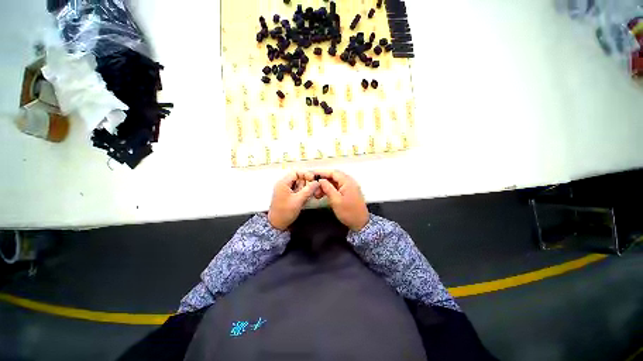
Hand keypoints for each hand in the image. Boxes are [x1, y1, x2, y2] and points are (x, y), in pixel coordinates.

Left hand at [268, 171, 319, 229]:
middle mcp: (283, 184)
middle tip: (308, 193)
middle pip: (298, 178)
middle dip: (305, 184)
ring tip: (304, 199)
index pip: (296, 172)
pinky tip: (302, 200)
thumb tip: (317, 182)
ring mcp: (285, 190)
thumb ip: (309, 190)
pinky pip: (297, 190)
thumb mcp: (298, 200)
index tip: (313, 181)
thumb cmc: (285, 212)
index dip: (306, 175)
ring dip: (304, 190)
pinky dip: (301, 194)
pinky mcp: (287, 195)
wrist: (276, 225)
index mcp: (283, 183)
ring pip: (298, 185)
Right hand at [315, 170, 368, 230]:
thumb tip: (321, 180)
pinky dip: (330, 189)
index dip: (322, 172)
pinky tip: (324, 194)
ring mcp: (349, 187)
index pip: (333, 173)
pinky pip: (338, 187)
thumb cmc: (349, 212)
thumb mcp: (336, 200)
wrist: (361, 223)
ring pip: (335, 182)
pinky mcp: (348, 192)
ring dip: (326, 186)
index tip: (312, 175)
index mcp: (347, 182)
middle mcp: (349, 182)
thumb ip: (328, 188)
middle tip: (314, 187)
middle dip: (323, 180)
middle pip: (334, 176)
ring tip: (317, 193)